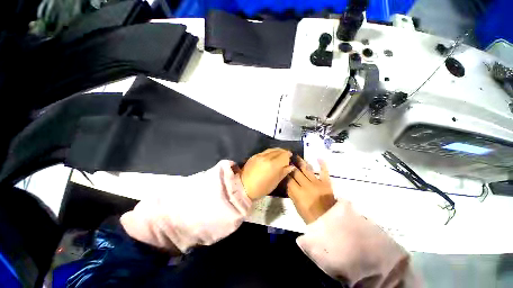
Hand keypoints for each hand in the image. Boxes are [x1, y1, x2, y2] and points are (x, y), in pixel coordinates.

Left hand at [241, 148, 295, 199]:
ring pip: (271, 149)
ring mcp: (259, 155)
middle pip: (278, 150)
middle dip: (284, 152)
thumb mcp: (275, 182)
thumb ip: (284, 172)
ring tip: (280, 154)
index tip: (290, 157)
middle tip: (287, 155)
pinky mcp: (254, 155)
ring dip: (277, 151)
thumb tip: (291, 166)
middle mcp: (266, 157)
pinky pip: (265, 151)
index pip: (284, 155)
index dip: (288, 156)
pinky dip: (270, 152)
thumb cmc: (262, 188)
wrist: (244, 187)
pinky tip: (271, 156)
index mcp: (273, 164)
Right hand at [287, 156, 335, 223]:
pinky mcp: (326, 183)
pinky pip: (324, 172)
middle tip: (287, 159)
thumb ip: (291, 194)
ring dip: (301, 162)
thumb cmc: (310, 216)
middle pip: (296, 173)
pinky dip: (322, 165)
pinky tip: (319, 158)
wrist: (329, 220)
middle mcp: (307, 186)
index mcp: (299, 193)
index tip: (282, 168)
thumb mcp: (297, 206)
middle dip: (291, 166)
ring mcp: (317, 183)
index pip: (289, 180)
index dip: (285, 173)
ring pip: (307, 170)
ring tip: (296, 156)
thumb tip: (287, 183)